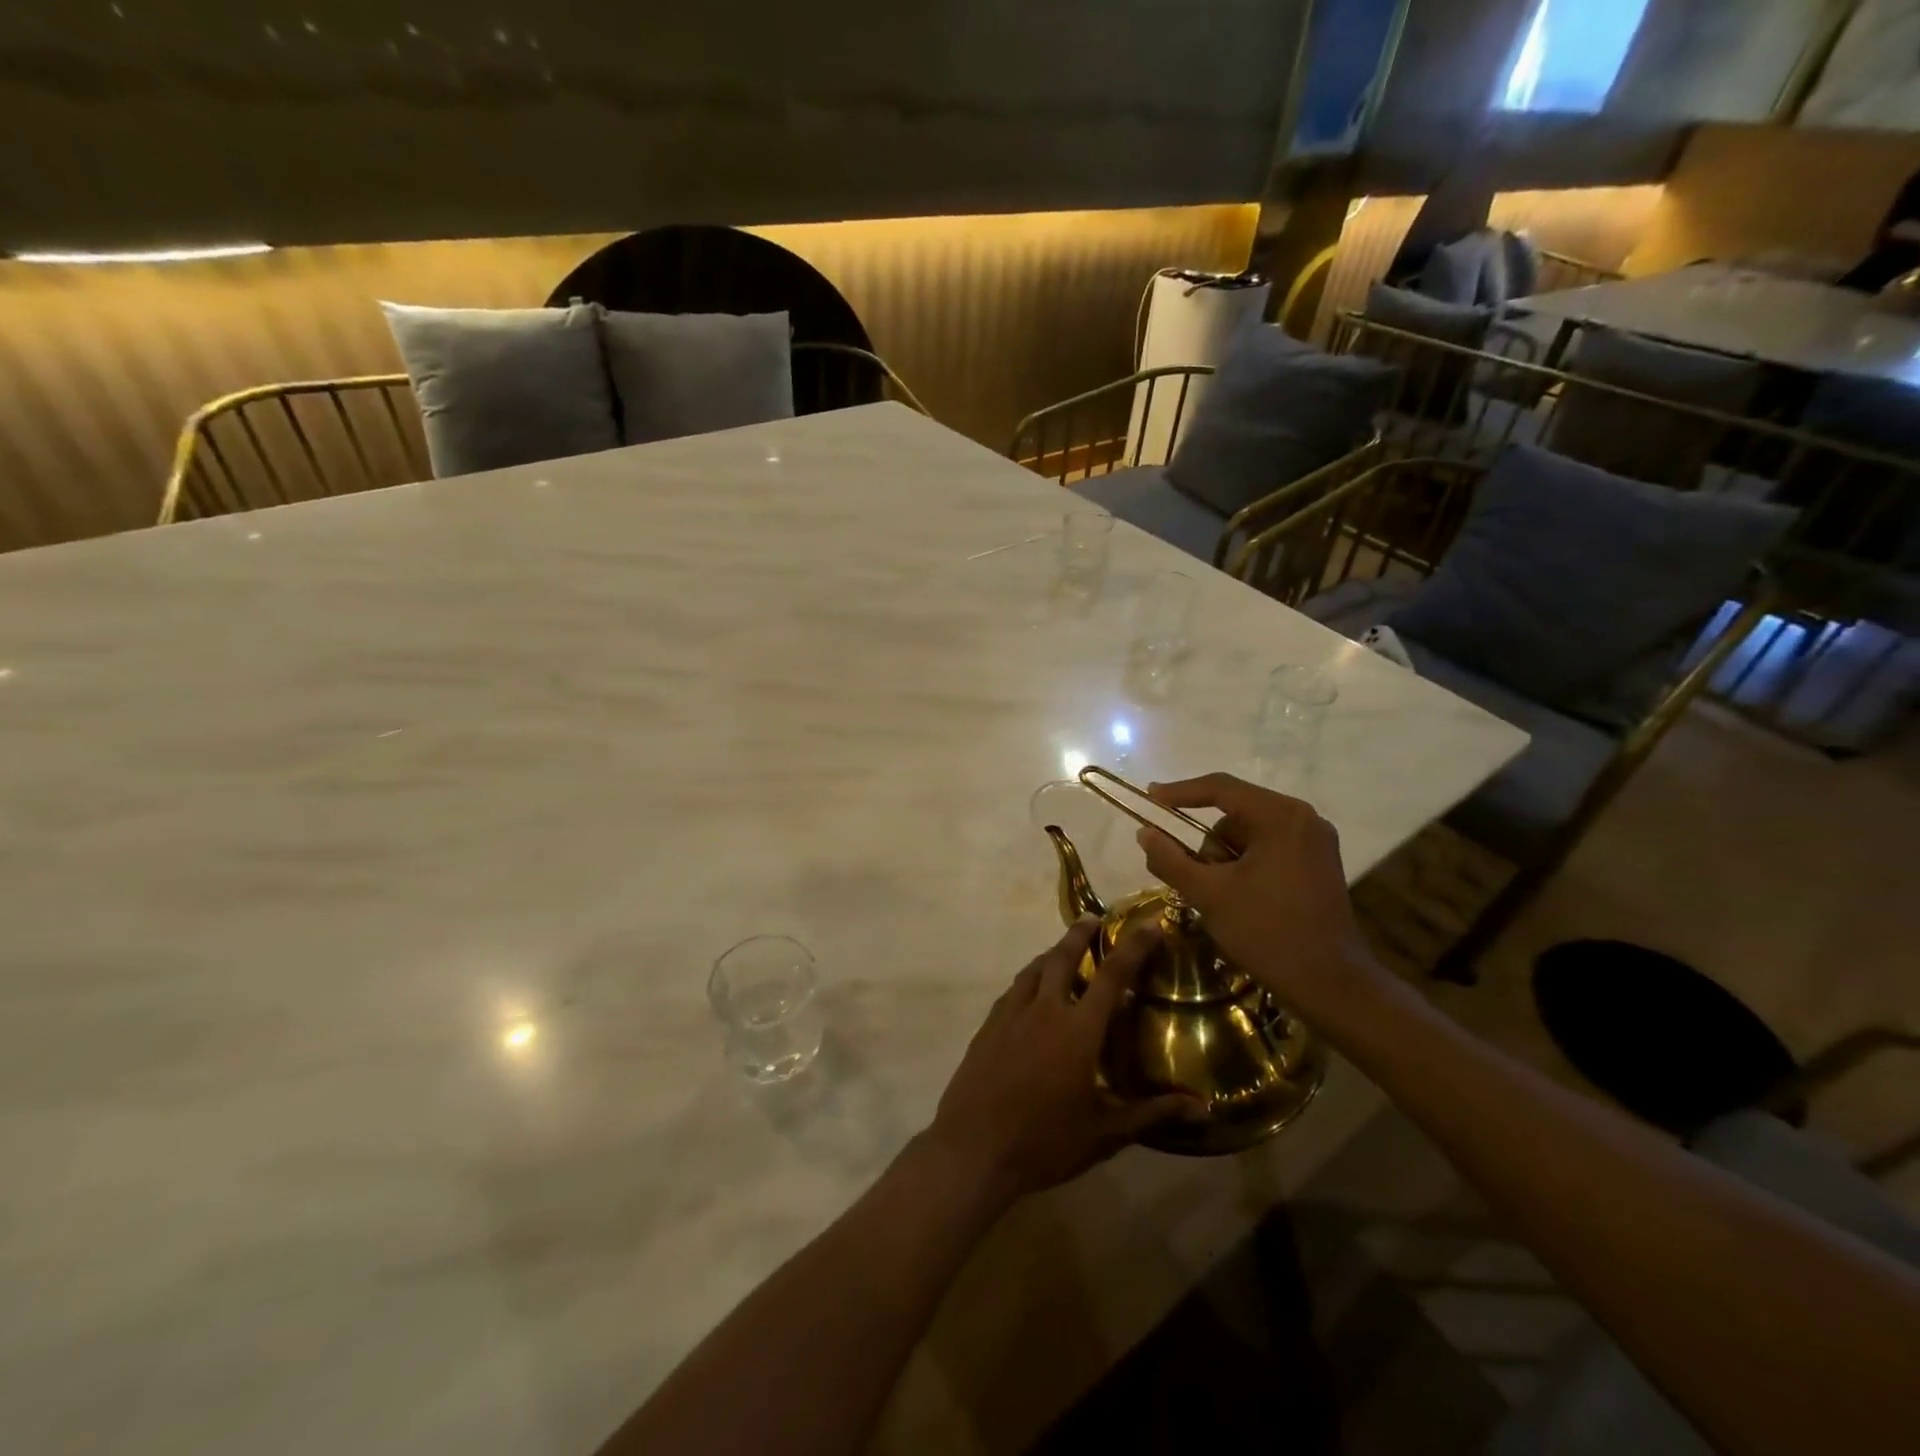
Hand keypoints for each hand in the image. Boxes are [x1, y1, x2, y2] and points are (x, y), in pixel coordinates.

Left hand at [924, 919, 1199, 1202]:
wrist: (973, 1148)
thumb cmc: (1044, 1143)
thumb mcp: (1104, 1135)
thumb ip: (1151, 1114)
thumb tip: (1202, 1108)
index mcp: (1078, 1030)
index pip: (1112, 976)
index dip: (1133, 947)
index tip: (1149, 923)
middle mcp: (1045, 1010)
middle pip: (1063, 957)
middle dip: (1081, 933)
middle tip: (1094, 918)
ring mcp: (1011, 1014)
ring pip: (1034, 969)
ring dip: (1052, 953)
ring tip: (1063, 949)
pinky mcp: (988, 1026)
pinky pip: (1013, 990)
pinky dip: (1029, 978)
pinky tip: (1031, 989)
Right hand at [1134, 772, 1384, 1021]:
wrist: (1330, 984)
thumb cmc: (1267, 932)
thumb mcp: (1208, 894)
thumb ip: (1170, 859)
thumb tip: (1144, 832)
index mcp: (1280, 817)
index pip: (1220, 788)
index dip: (1180, 792)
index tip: (1150, 798)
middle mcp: (1303, 819)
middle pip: (1235, 814)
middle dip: (1208, 845)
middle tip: (1194, 878)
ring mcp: (1315, 841)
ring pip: (1249, 834)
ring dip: (1226, 859)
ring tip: (1221, 897)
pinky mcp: (1319, 864)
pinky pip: (1268, 849)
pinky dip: (1245, 866)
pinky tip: (1240, 897)